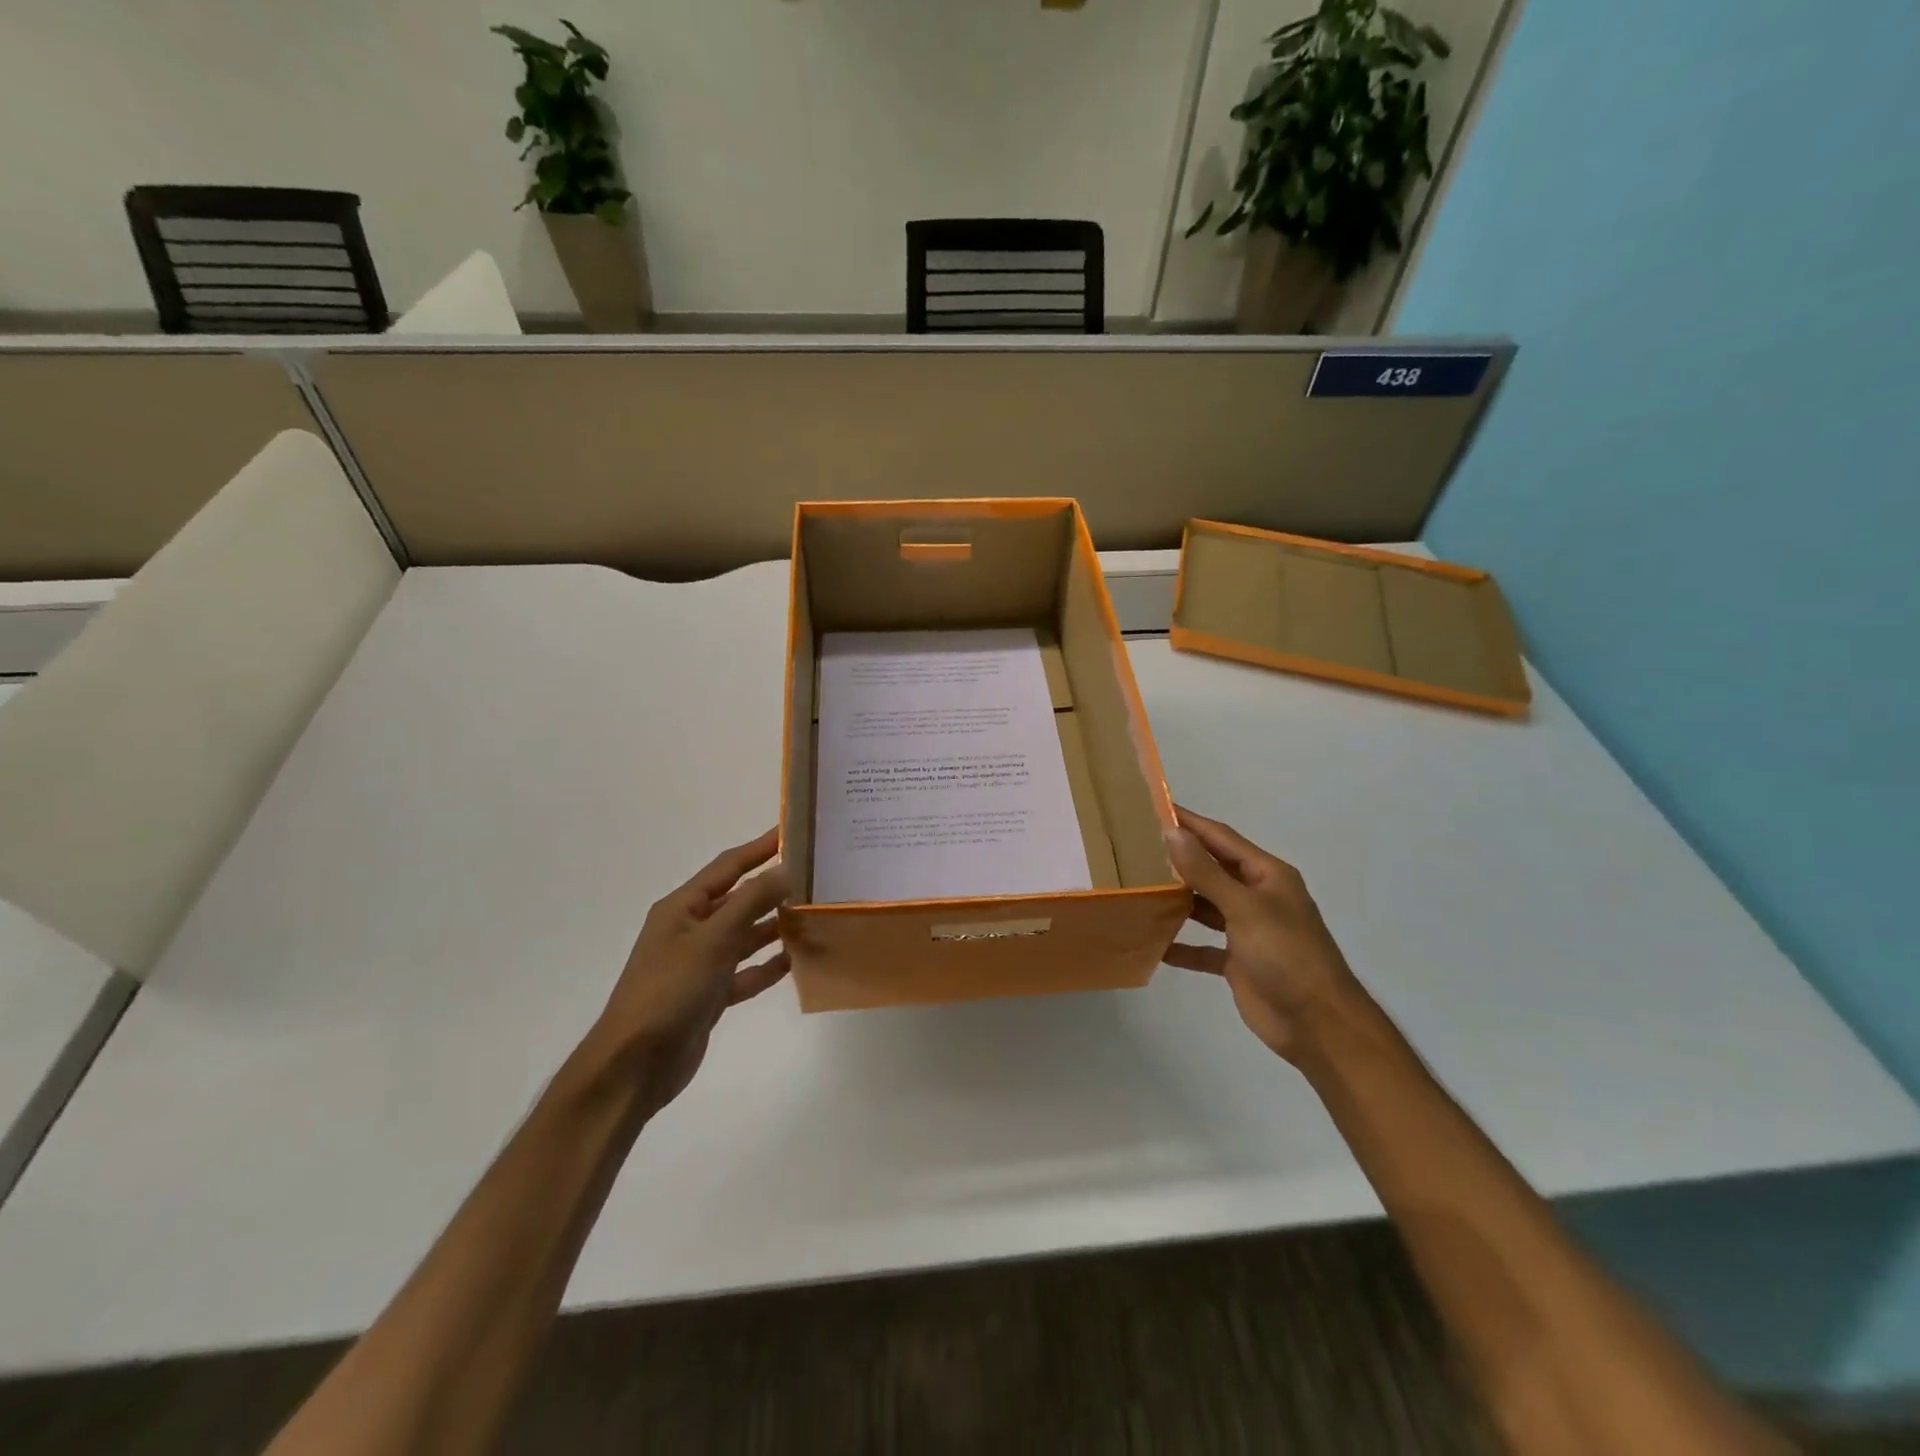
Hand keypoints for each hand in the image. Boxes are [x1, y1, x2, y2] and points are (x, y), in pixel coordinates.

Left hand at [593, 828, 790, 1114]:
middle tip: (814, 876)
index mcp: (683, 908)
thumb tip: (785, 869)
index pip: (728, 867)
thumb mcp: (713, 939)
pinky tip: (794, 962)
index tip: (792, 831)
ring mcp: (699, 964)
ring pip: (744, 936)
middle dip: (773, 888)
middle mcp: (690, 930)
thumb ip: (751, 902)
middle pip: (739, 900)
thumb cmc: (670, 990)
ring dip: (774, 927)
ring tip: (812, 916)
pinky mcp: (709, 995)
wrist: (635, 1065)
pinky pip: (744, 972)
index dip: (760, 848)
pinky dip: (766, 966)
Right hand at [1162, 806, 1361, 1061]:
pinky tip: (1153, 944)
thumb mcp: (1244, 907)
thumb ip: (1206, 872)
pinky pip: (1203, 947)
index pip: (1221, 838)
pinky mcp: (1238, 961)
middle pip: (1212, 870)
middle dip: (1179, 859)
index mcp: (1267, 875)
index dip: (1190, 823)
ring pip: (1205, 906)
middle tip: (1135, 847)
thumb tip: (1172, 832)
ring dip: (1177, 900)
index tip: (1154, 807)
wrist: (1317, 1024)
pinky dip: (1181, 945)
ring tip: (1138, 888)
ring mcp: (1248, 930)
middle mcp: (1257, 896)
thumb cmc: (1285, 954)